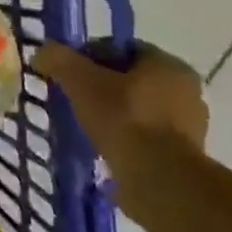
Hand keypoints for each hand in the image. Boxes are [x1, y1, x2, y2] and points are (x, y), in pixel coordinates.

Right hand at [35, 39, 206, 224]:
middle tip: (76, 99)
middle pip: (133, 80)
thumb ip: (59, 60)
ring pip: (140, 110)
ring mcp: (190, 128)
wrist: (160, 183)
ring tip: (87, 127)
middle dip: (103, 88)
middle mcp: (187, 92)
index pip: (123, 49)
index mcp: (169, 65)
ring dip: (116, 116)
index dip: (91, 57)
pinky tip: (106, 149)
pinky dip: (127, 140)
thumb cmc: (124, 119)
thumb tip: (42, 53)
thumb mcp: (80, 80)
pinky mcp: (185, 159)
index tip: (69, 74)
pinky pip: (147, 139)